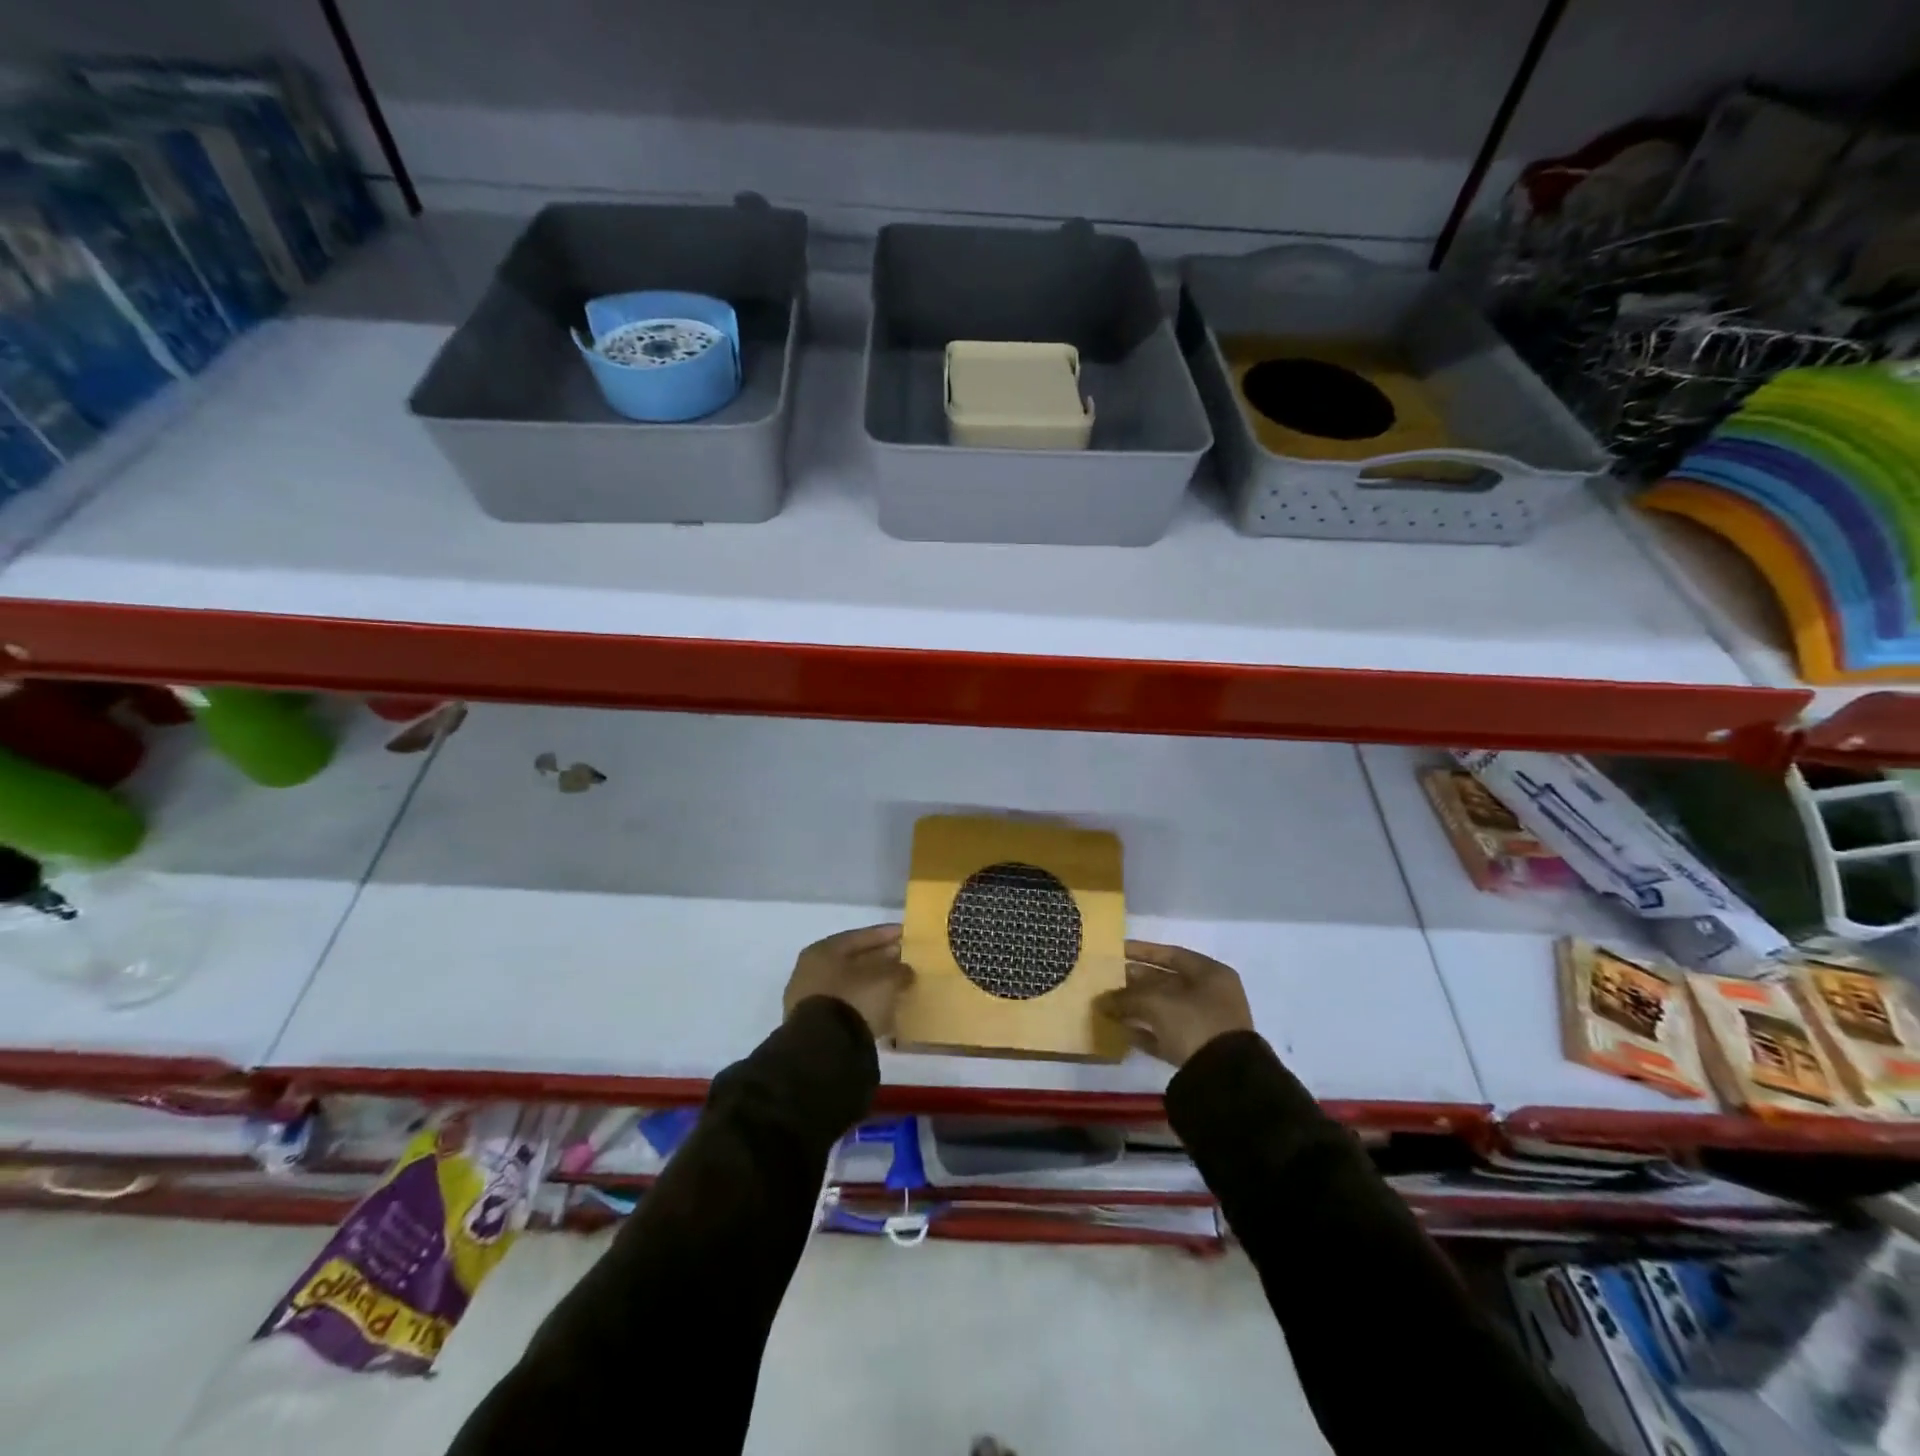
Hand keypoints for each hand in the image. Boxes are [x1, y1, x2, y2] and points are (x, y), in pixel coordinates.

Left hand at [783, 924, 914, 1039]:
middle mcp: (811, 970)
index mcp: (823, 950)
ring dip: (871, 984)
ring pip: (848, 985)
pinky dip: (863, 1005)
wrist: (823, 1049)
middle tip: (904, 960)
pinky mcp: (814, 1025)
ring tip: (896, 987)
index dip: (885, 934)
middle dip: (879, 960)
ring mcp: (808, 999)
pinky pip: (845, 1006)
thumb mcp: (885, 980)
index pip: (860, 936)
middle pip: (852, 960)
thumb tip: (905, 970)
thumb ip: (898, 970)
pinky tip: (881, 1010)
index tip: (906, 934)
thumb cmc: (853, 1000)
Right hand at [1094, 941, 1254, 1066]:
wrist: (1223, 1078)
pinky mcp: (1197, 1050)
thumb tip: (1101, 1000)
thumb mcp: (1156, 1003)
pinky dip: (1146, 1031)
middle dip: (1136, 981)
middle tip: (1109, 979)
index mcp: (1210, 974)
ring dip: (1138, 1007)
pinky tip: (1122, 1031)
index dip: (1142, 951)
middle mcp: (1211, 995)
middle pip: (1167, 982)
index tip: (1117, 950)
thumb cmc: (1194, 1023)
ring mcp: (1206, 1024)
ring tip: (1109, 1005)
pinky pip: (1166, 1034)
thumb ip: (1126, 997)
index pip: (1171, 954)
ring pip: (1165, 1009)